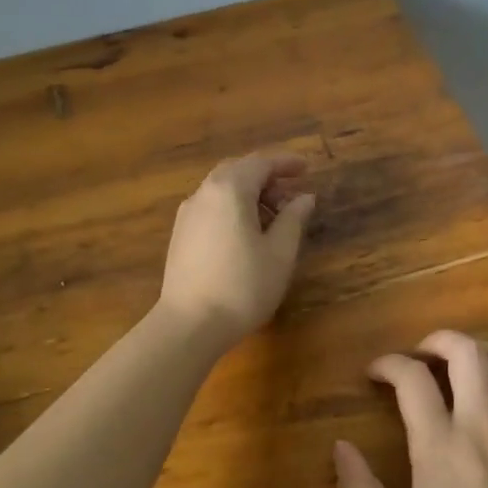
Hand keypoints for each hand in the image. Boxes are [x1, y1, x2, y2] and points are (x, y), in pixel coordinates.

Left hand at [158, 153, 314, 346]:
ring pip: (222, 189)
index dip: (286, 163)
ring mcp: (188, 214)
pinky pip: (211, 206)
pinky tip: (247, 233)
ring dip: (249, 194)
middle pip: (238, 171)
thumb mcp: (280, 252)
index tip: (307, 168)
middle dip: (266, 177)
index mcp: (230, 190)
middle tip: (291, 195)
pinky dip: (233, 208)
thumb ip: (293, 218)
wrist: (190, 325)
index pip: (260, 163)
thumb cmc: (243, 286)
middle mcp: (204, 193)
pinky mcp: (181, 234)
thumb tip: (304, 197)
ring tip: (274, 218)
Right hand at [334, 330, 487, 487]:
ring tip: (467, 368)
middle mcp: (483, 424)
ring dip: (482, 352)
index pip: (410, 378)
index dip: (388, 364)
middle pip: (464, 351)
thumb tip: (339, 448)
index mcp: (440, 446)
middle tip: (422, 357)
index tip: (375, 373)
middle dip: (437, 341)